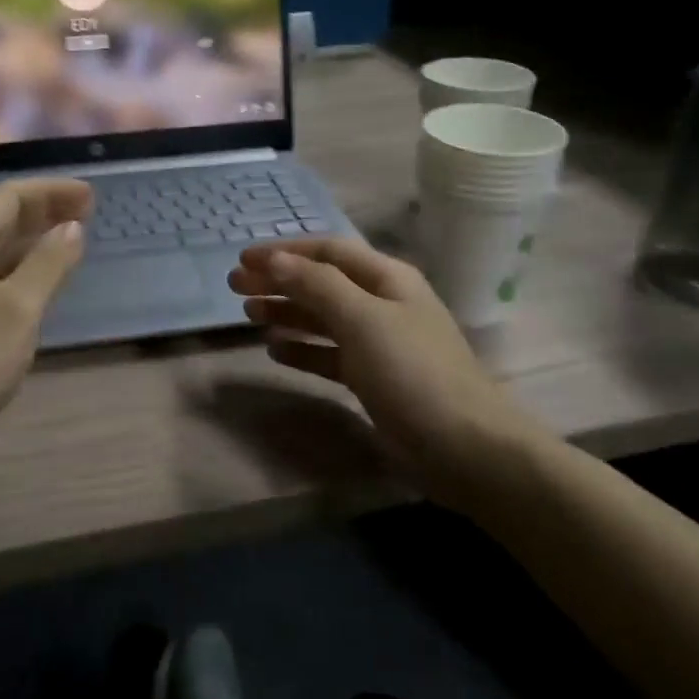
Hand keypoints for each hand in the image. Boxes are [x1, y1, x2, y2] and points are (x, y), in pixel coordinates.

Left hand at [0, 178, 92, 454]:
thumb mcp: (20, 308)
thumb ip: (49, 262)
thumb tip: (73, 226)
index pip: (9, 197)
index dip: (51, 190)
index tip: (90, 195)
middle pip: (0, 218)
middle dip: (44, 210)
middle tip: (87, 213)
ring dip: (33, 238)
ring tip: (70, 240)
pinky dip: (20, 266)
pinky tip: (39, 281)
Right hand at [228, 237, 555, 506]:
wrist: (463, 446)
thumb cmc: (412, 371)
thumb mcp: (362, 319)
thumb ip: (317, 285)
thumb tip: (276, 260)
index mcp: (387, 278)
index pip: (328, 251)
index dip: (284, 251)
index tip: (243, 259)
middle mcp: (382, 303)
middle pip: (322, 283)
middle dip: (279, 281)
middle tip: (235, 288)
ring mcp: (379, 343)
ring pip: (323, 318)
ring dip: (286, 312)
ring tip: (249, 315)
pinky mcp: (373, 379)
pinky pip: (329, 354)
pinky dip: (302, 349)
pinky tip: (276, 351)